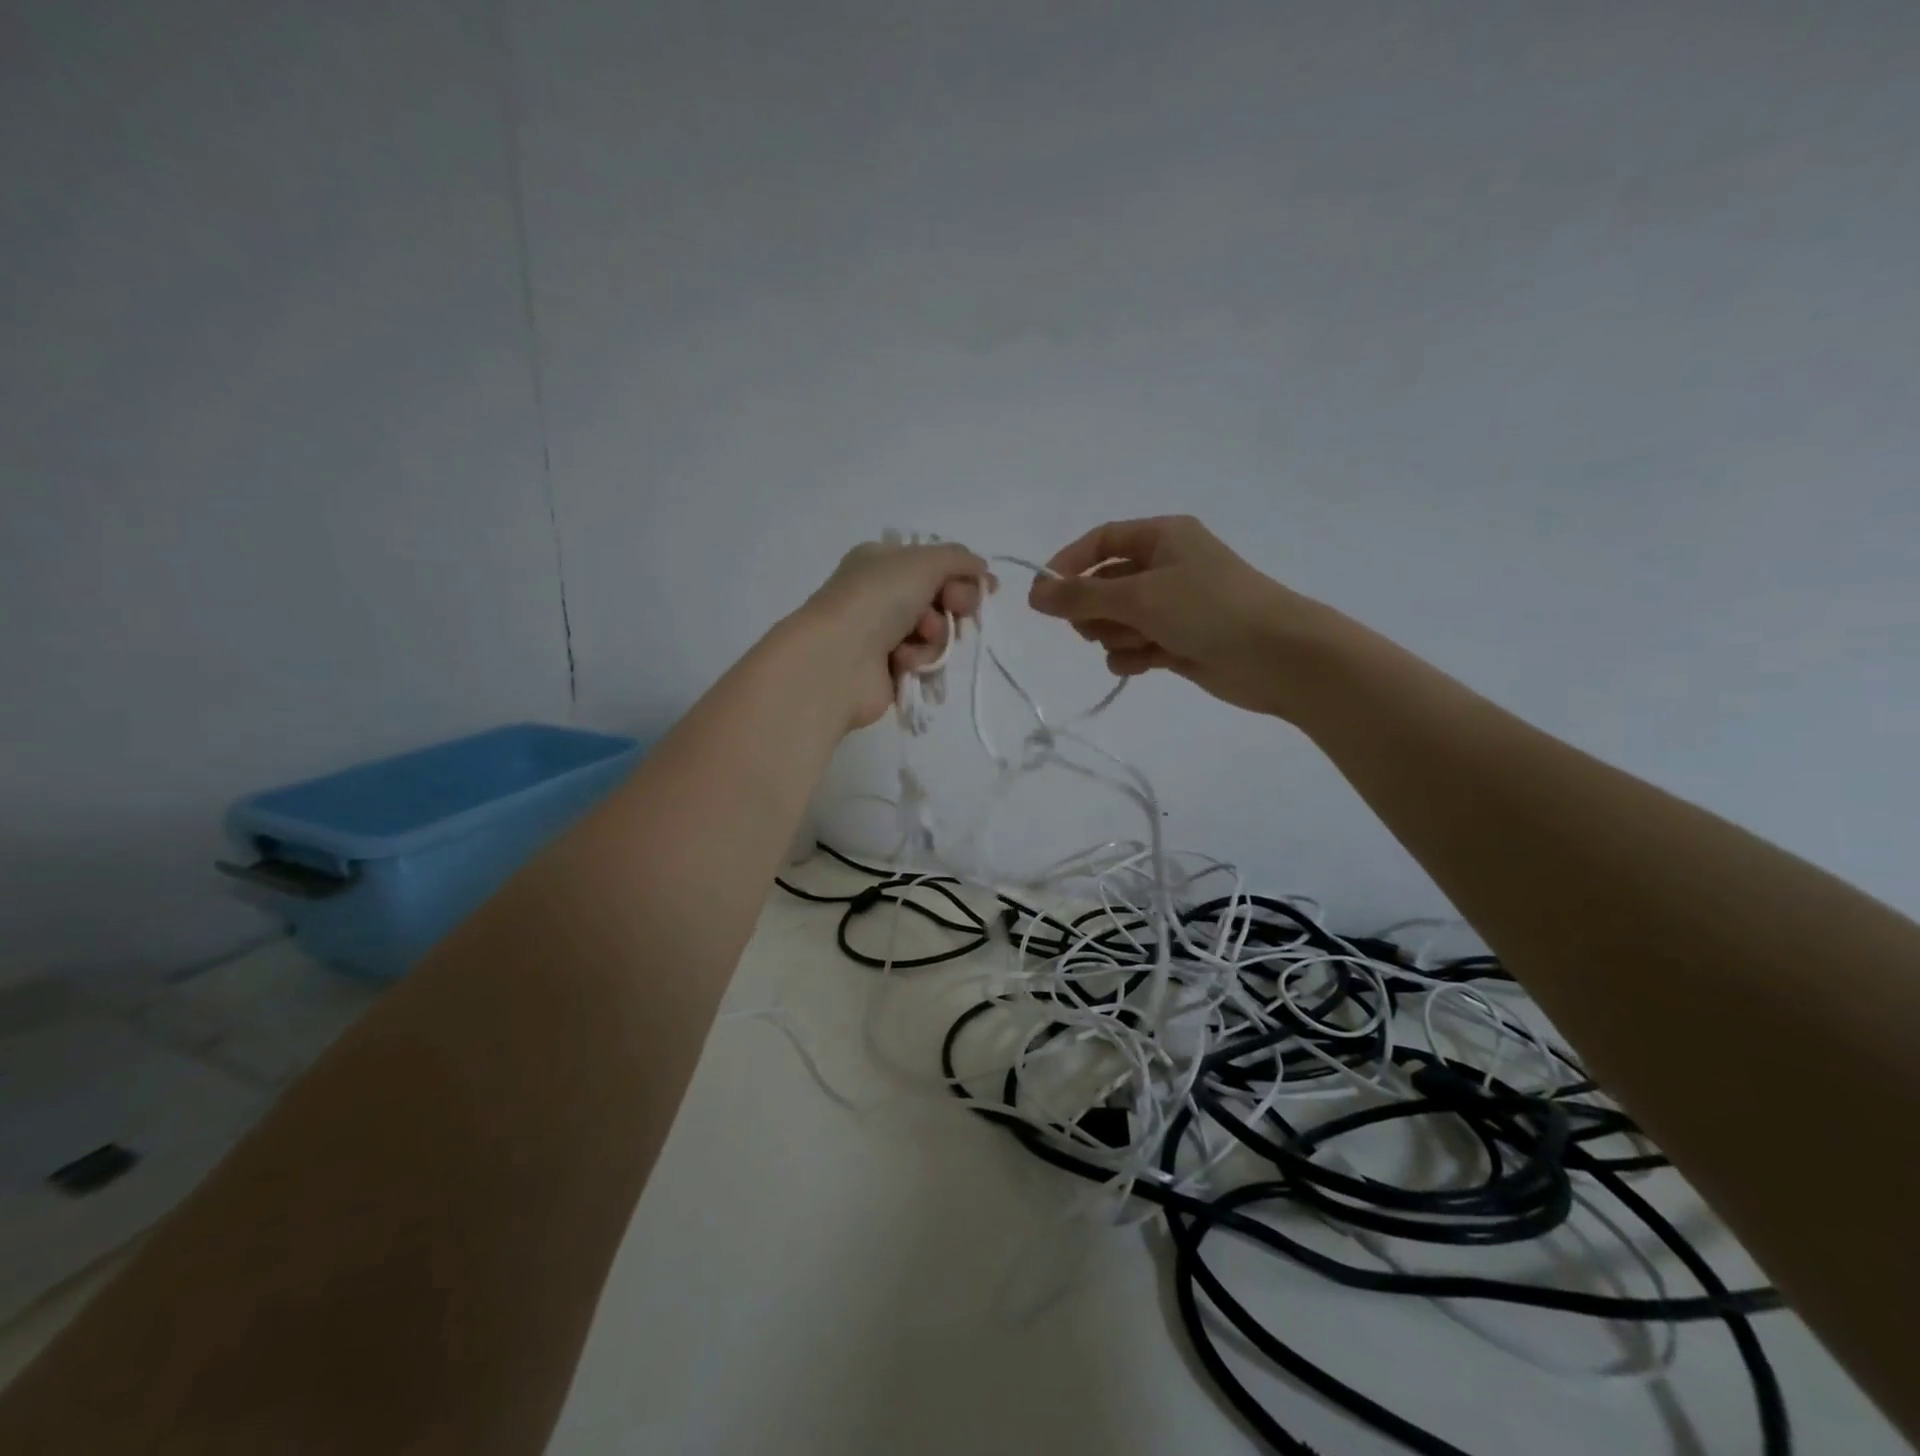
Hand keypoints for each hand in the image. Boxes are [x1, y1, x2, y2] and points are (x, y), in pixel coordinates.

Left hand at [798, 539, 988, 730]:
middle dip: (953, 605)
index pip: (935, 563)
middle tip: (954, 608)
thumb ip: (958, 559)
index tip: (986, 586)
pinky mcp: (888, 669)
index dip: (963, 575)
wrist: (839, 660)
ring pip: (936, 633)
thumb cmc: (878, 599)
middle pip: (941, 599)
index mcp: (882, 561)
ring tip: (917, 639)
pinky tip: (903, 662)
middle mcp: (881, 594)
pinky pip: (923, 662)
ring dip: (936, 636)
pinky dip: (920, 660)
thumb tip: (980, 568)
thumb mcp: (924, 562)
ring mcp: (883, 634)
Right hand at [1028, 515, 1335, 718]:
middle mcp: (1166, 566)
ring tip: (1136, 645)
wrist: (1276, 656)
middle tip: (1092, 627)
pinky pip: (1136, 646)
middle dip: (1094, 610)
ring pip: (1117, 620)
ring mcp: (1173, 607)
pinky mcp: (1178, 641)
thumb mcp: (1138, 596)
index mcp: (1162, 537)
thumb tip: (1034, 594)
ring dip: (1115, 636)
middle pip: (1104, 584)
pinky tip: (1143, 665)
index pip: (1100, 542)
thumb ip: (1080, 596)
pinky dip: (1132, 656)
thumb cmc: (1207, 609)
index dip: (1068, 565)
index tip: (1043, 596)